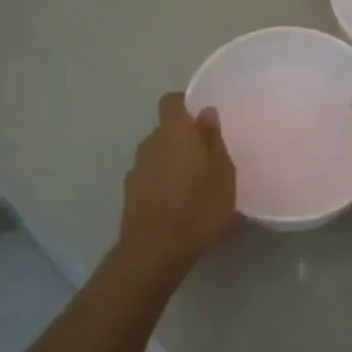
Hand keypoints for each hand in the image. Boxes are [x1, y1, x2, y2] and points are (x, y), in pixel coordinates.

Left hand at [118, 92, 236, 278]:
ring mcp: (136, 169)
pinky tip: (176, 206)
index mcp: (173, 131)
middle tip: (206, 159)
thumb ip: (213, 139)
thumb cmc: (198, 205)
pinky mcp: (129, 195)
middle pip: (165, 131)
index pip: (171, 101)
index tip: (202, 121)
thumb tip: (205, 112)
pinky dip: (161, 185)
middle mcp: (150, 143)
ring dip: (172, 164)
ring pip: (157, 156)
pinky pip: (150, 179)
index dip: (185, 106)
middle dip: (182, 140)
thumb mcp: (222, 171)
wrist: (155, 250)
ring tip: (193, 187)